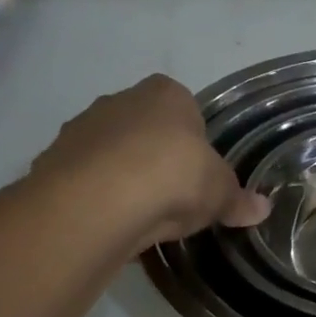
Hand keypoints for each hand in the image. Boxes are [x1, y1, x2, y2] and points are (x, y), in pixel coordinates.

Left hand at [33, 75, 268, 252]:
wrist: (99, 200)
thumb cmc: (173, 177)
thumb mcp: (219, 193)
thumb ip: (238, 199)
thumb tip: (263, 208)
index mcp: (166, 93)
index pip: (184, 108)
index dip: (192, 141)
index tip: (196, 173)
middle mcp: (120, 100)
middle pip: (143, 127)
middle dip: (154, 156)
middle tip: (170, 197)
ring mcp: (82, 127)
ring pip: (109, 152)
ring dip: (121, 176)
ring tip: (137, 216)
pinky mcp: (52, 159)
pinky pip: (83, 178)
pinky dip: (94, 197)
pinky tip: (108, 223)